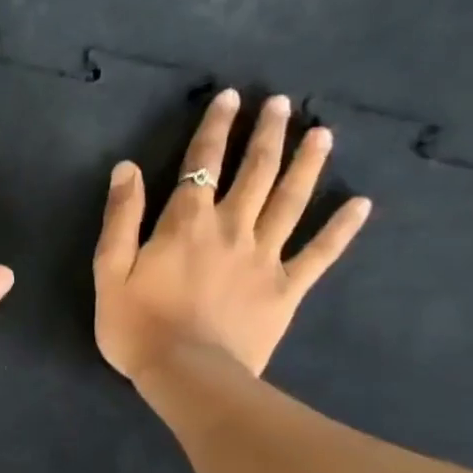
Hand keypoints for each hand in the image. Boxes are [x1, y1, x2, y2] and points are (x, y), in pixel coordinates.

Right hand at [93, 89, 369, 396]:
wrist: (187, 375)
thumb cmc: (138, 325)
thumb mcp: (110, 271)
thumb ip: (120, 217)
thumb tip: (127, 168)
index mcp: (185, 224)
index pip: (202, 164)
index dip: (215, 128)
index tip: (230, 97)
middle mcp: (231, 229)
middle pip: (254, 172)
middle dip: (267, 134)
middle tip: (281, 103)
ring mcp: (265, 257)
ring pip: (291, 201)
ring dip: (306, 165)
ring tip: (322, 133)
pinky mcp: (286, 289)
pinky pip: (320, 254)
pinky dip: (342, 229)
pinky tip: (362, 205)